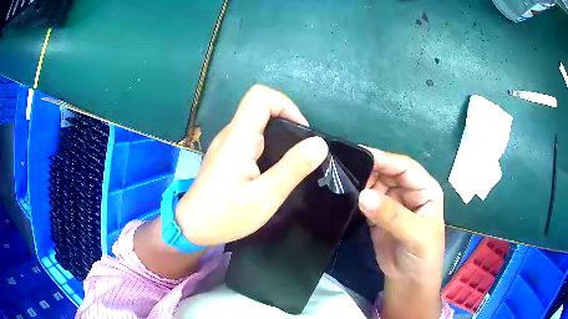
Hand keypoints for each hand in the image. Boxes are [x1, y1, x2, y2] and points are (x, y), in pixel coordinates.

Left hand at [176, 85, 327, 245]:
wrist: (192, 226)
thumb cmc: (225, 216)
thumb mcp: (264, 197)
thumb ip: (291, 169)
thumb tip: (319, 143)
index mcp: (238, 139)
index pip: (260, 97)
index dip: (285, 105)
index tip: (301, 133)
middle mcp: (231, 134)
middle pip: (261, 108)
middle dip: (288, 123)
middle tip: (300, 154)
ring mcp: (227, 143)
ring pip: (258, 123)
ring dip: (280, 136)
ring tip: (290, 164)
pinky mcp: (227, 153)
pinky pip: (252, 138)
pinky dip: (270, 145)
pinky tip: (273, 170)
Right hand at [358, 149, 444, 317]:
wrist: (409, 280)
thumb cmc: (423, 256)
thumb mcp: (415, 235)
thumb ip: (392, 215)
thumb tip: (363, 195)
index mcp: (425, 189)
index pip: (405, 167)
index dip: (386, 160)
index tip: (360, 155)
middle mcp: (409, 191)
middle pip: (388, 172)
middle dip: (370, 169)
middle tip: (344, 168)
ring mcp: (392, 202)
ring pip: (375, 184)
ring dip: (360, 182)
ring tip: (340, 180)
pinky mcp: (378, 214)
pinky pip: (366, 199)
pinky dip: (356, 196)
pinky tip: (343, 193)